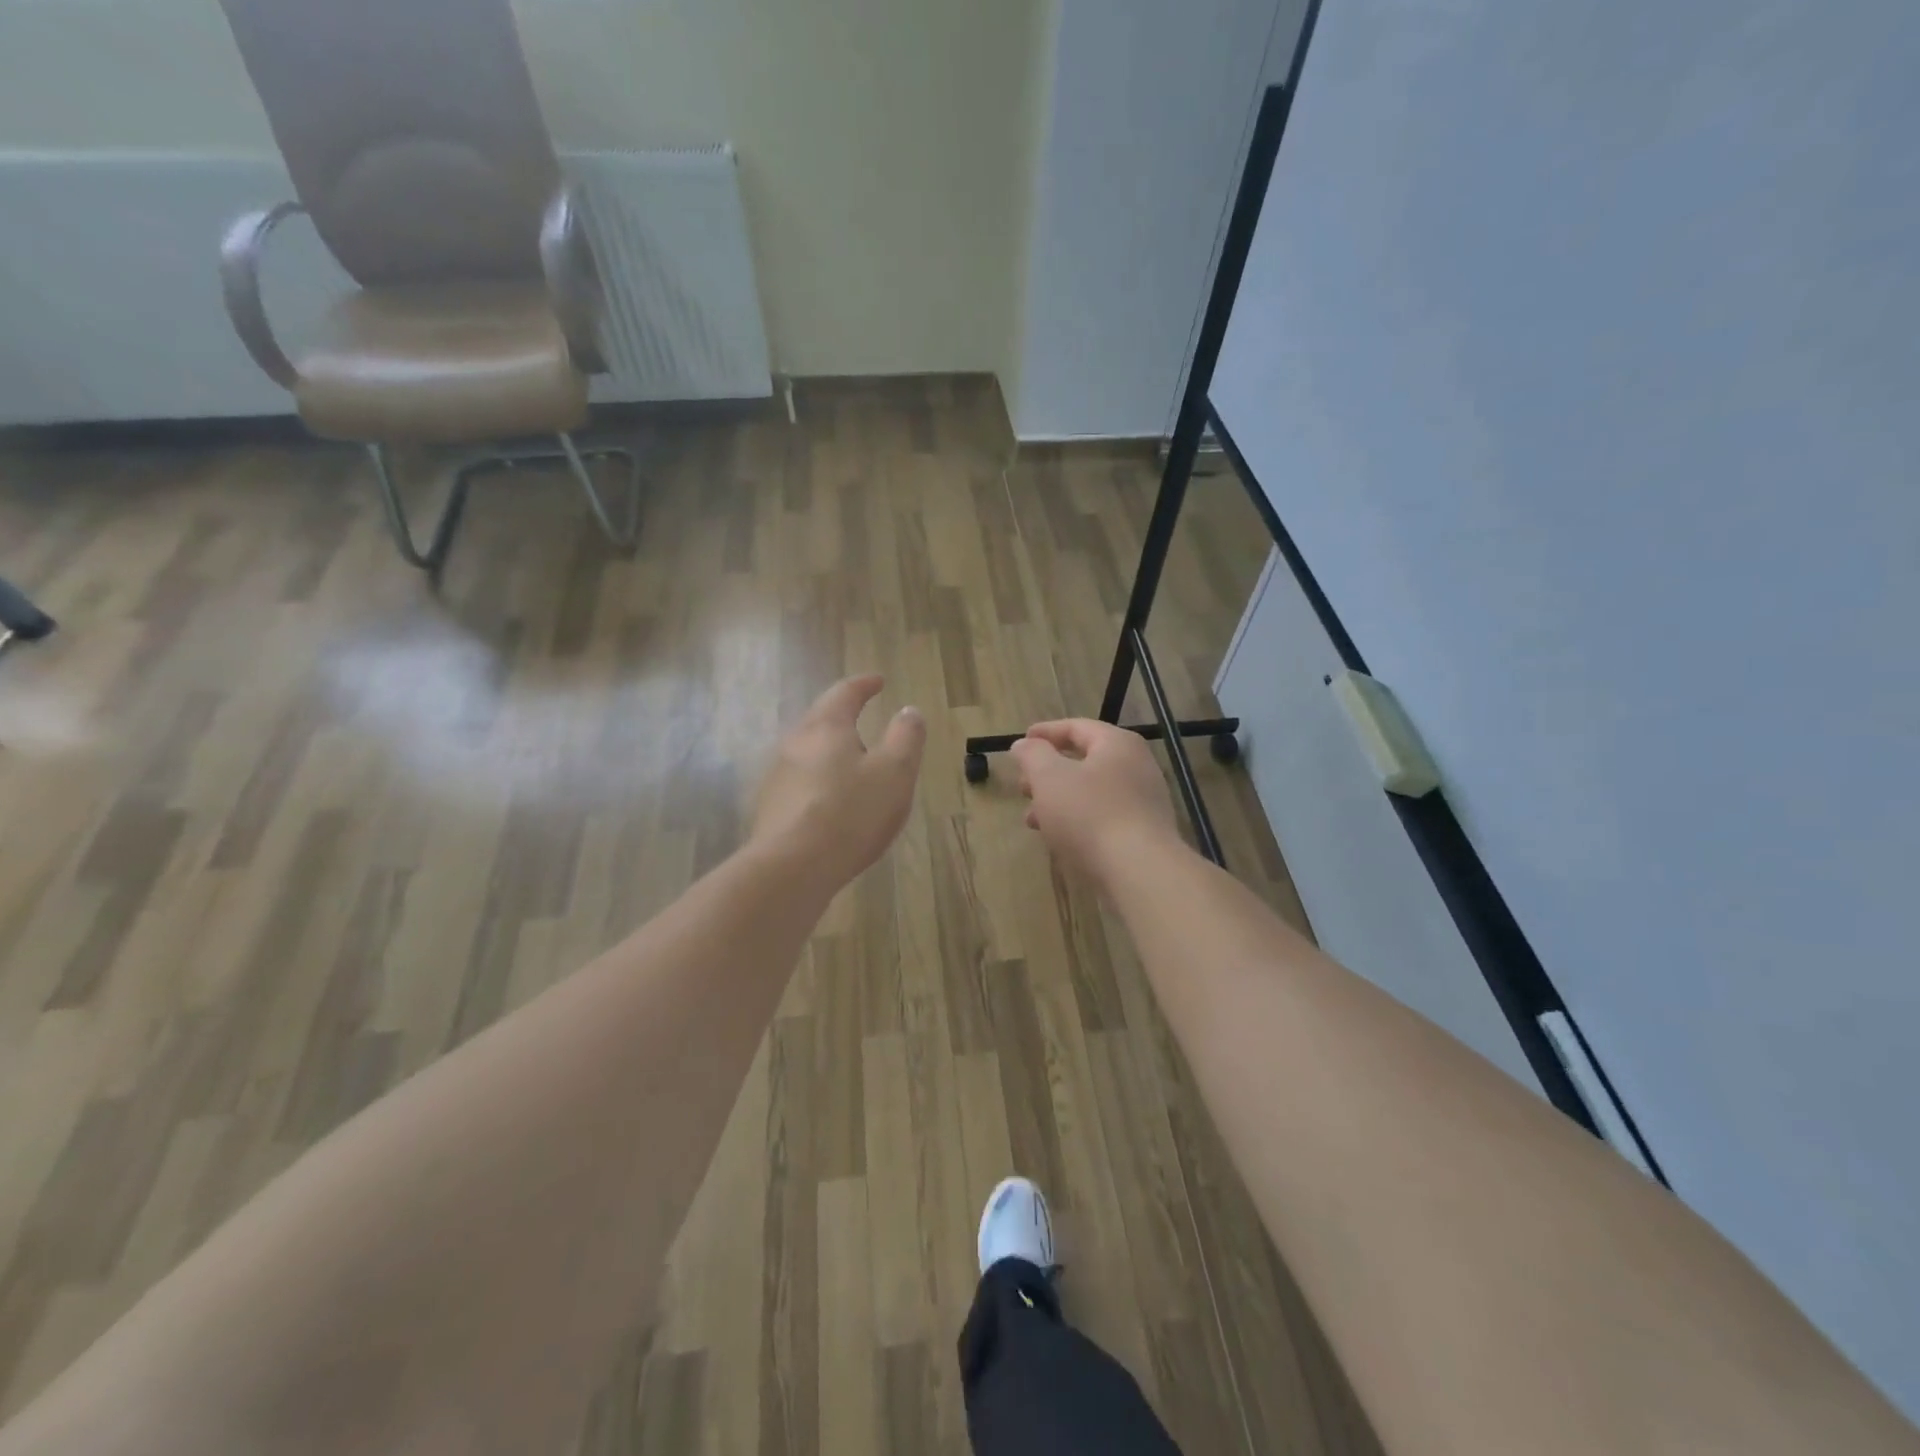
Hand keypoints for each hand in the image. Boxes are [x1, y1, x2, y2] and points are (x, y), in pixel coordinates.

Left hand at [752, 676, 926, 891]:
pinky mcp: (770, 808)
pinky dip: (820, 781)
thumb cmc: (851, 813)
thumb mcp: (895, 772)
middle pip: (820, 720)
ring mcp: (777, 777)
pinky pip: (800, 783)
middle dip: (843, 717)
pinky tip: (831, 803)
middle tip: (864, 721)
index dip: (863, 685)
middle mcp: (795, 743)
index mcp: (826, 727)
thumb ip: (906, 737)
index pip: (845, 693)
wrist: (792, 868)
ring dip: (830, 751)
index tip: (878, 681)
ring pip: (807, 752)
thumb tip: (909, 710)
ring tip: (852, 765)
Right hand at [1010, 720, 1179, 882]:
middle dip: (1048, 773)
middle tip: (1023, 786)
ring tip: (1032, 819)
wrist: (1139, 871)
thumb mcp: (1049, 778)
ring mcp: (1144, 801)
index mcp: (1117, 744)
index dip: (1044, 733)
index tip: (1020, 743)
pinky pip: (1103, 817)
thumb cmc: (1090, 814)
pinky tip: (1058, 839)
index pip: (1076, 727)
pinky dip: (1077, 821)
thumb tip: (1024, 743)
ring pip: (1091, 792)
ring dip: (1058, 801)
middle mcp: (1136, 766)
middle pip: (1084, 760)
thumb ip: (1033, 755)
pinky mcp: (1143, 833)